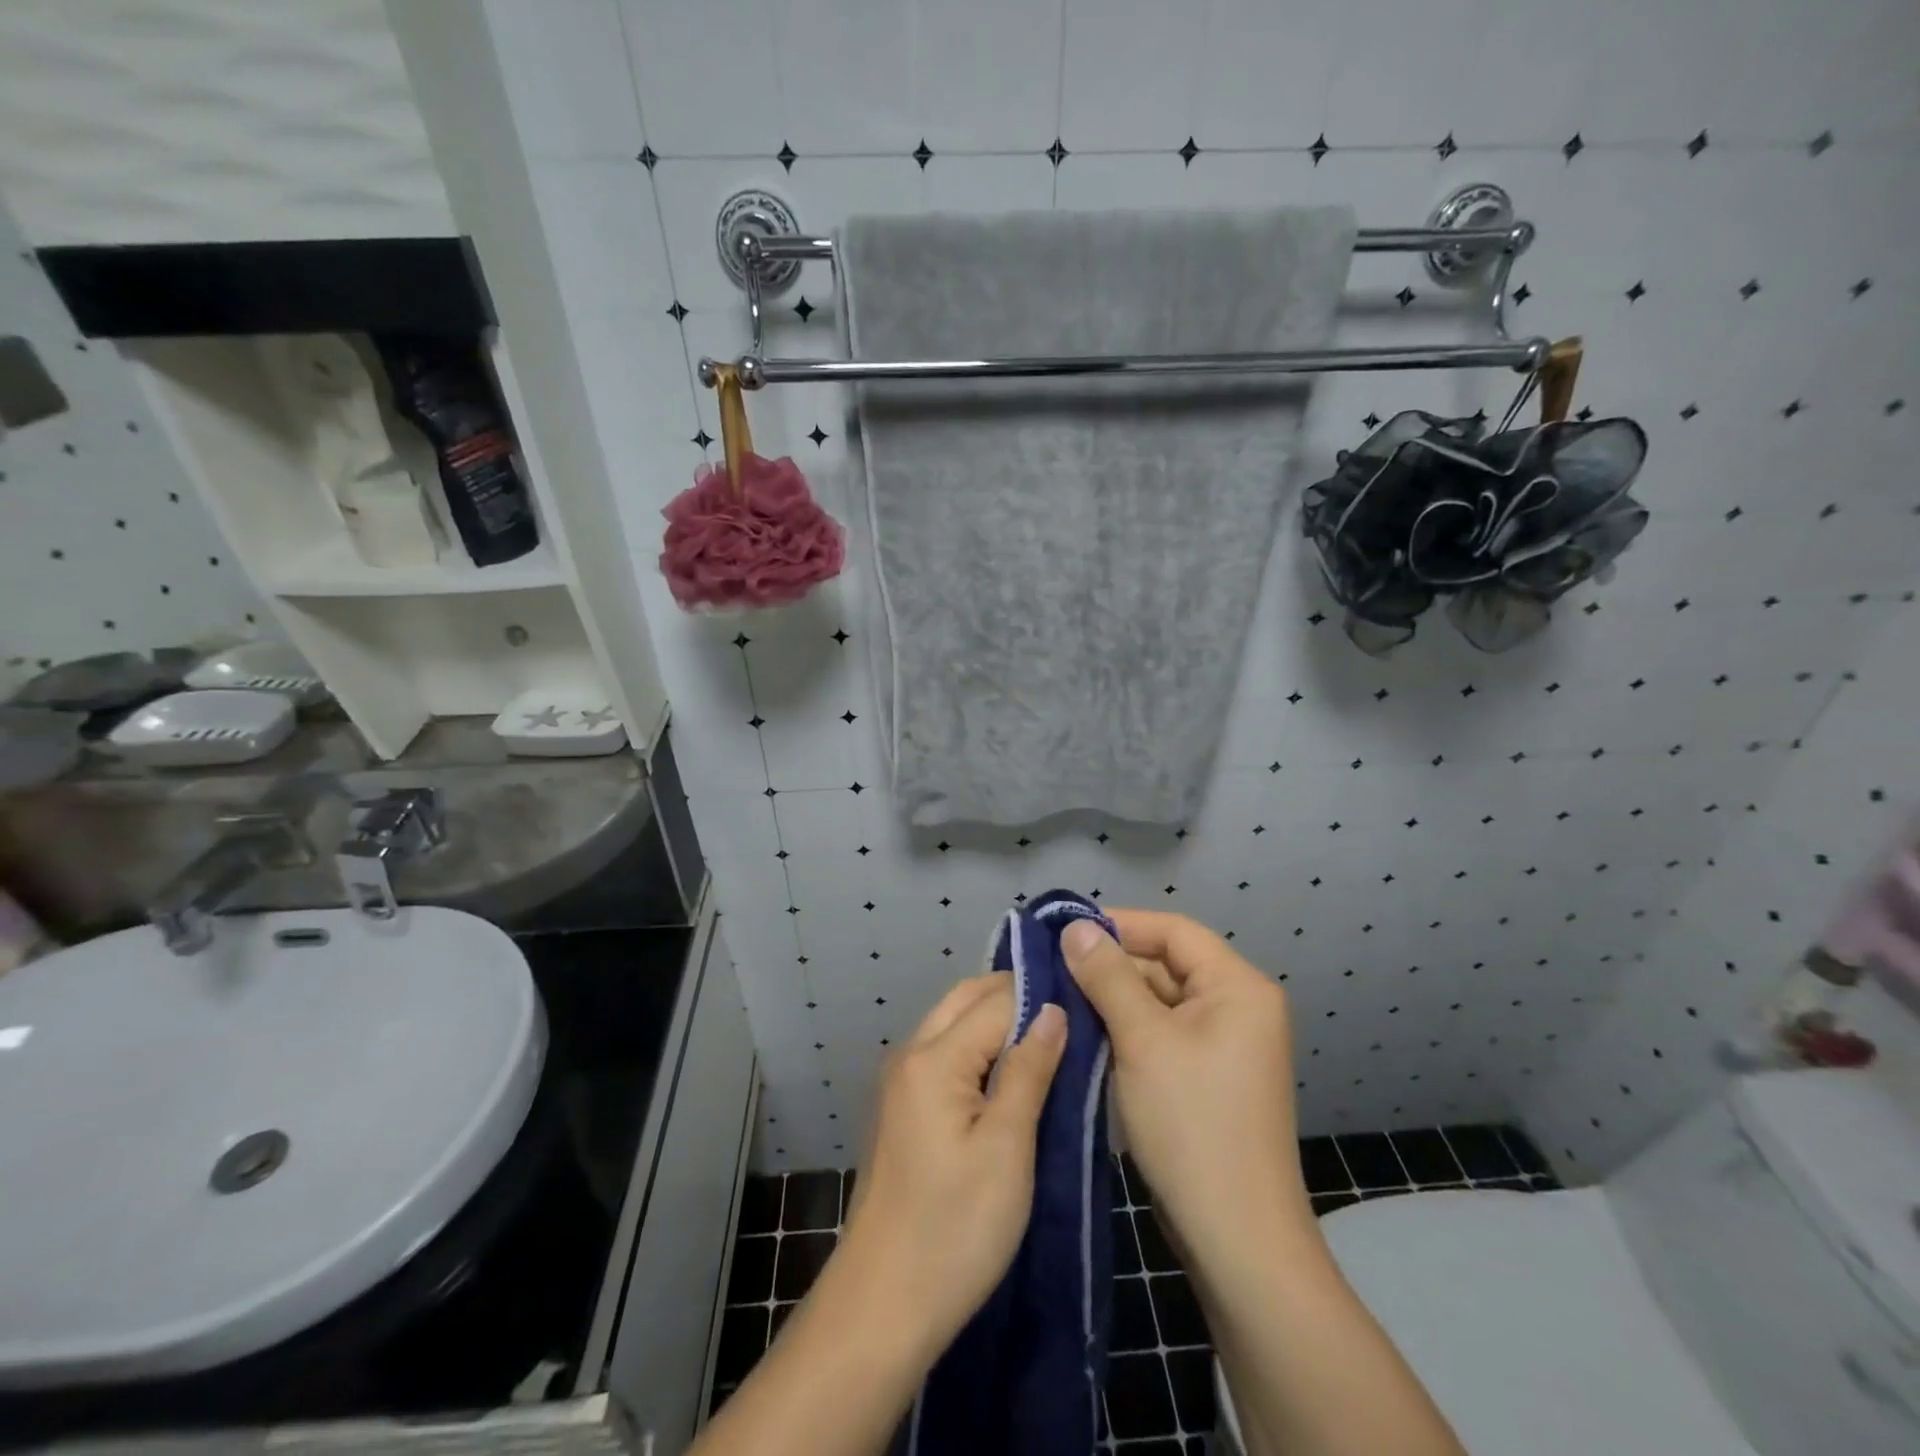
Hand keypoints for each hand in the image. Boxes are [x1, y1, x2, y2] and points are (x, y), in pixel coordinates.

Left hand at [832, 974, 1066, 1363]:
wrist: (882, 1303)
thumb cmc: (955, 1230)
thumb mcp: (1007, 1150)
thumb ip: (1029, 1071)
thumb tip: (1054, 1010)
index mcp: (934, 1058)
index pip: (996, 1001)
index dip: (1041, 995)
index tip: (1086, 996)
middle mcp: (910, 1054)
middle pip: (966, 998)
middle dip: (1015, 996)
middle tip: (1069, 1012)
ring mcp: (900, 1081)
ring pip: (953, 1022)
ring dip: (996, 1019)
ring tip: (1049, 1039)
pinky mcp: (902, 1107)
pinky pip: (944, 1051)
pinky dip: (977, 1045)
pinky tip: (1010, 1071)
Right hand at [1060, 910, 1312, 1251]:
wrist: (1236, 1240)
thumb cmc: (1192, 1124)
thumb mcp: (1142, 1039)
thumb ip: (1107, 976)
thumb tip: (1075, 928)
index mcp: (1237, 987)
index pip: (1173, 930)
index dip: (1120, 923)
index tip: (1065, 930)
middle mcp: (1238, 1008)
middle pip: (1166, 964)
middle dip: (1110, 965)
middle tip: (1050, 968)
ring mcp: (1224, 1046)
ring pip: (1159, 1001)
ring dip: (1112, 999)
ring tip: (1056, 997)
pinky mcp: (1206, 1078)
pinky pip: (1161, 1034)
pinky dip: (1125, 1030)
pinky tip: (1083, 1034)